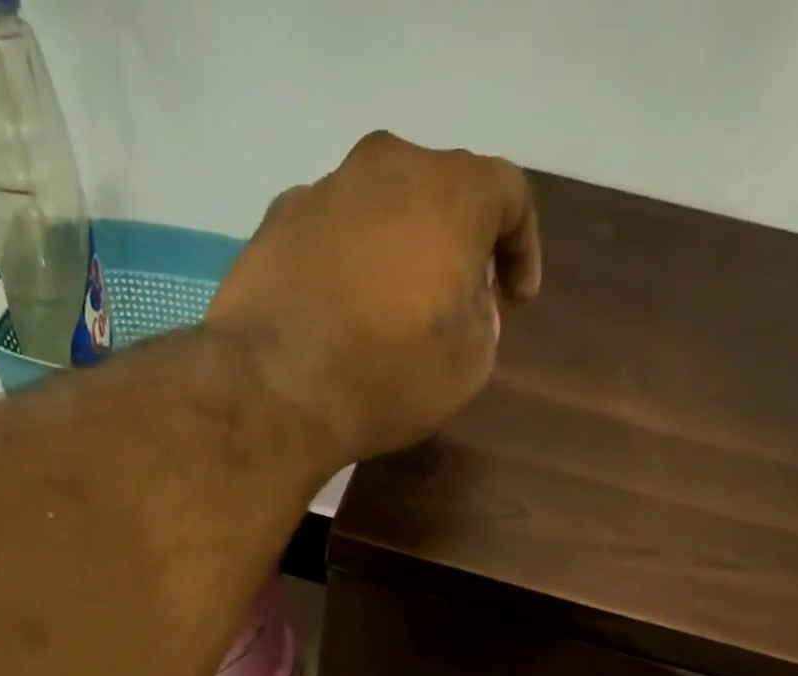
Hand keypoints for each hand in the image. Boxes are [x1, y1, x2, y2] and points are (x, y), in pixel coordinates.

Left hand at [205, 132, 541, 466]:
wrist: (275, 386)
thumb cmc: (388, 374)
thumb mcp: (469, 365)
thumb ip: (482, 322)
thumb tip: (465, 303)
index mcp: (452, 190)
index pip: (509, 196)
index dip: (522, 249)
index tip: (517, 300)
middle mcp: (388, 167)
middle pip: (438, 193)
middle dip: (454, 246)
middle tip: (453, 301)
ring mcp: (324, 188)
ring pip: (378, 209)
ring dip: (394, 252)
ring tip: (388, 311)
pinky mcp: (275, 222)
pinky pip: (329, 235)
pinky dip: (344, 264)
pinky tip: (337, 314)